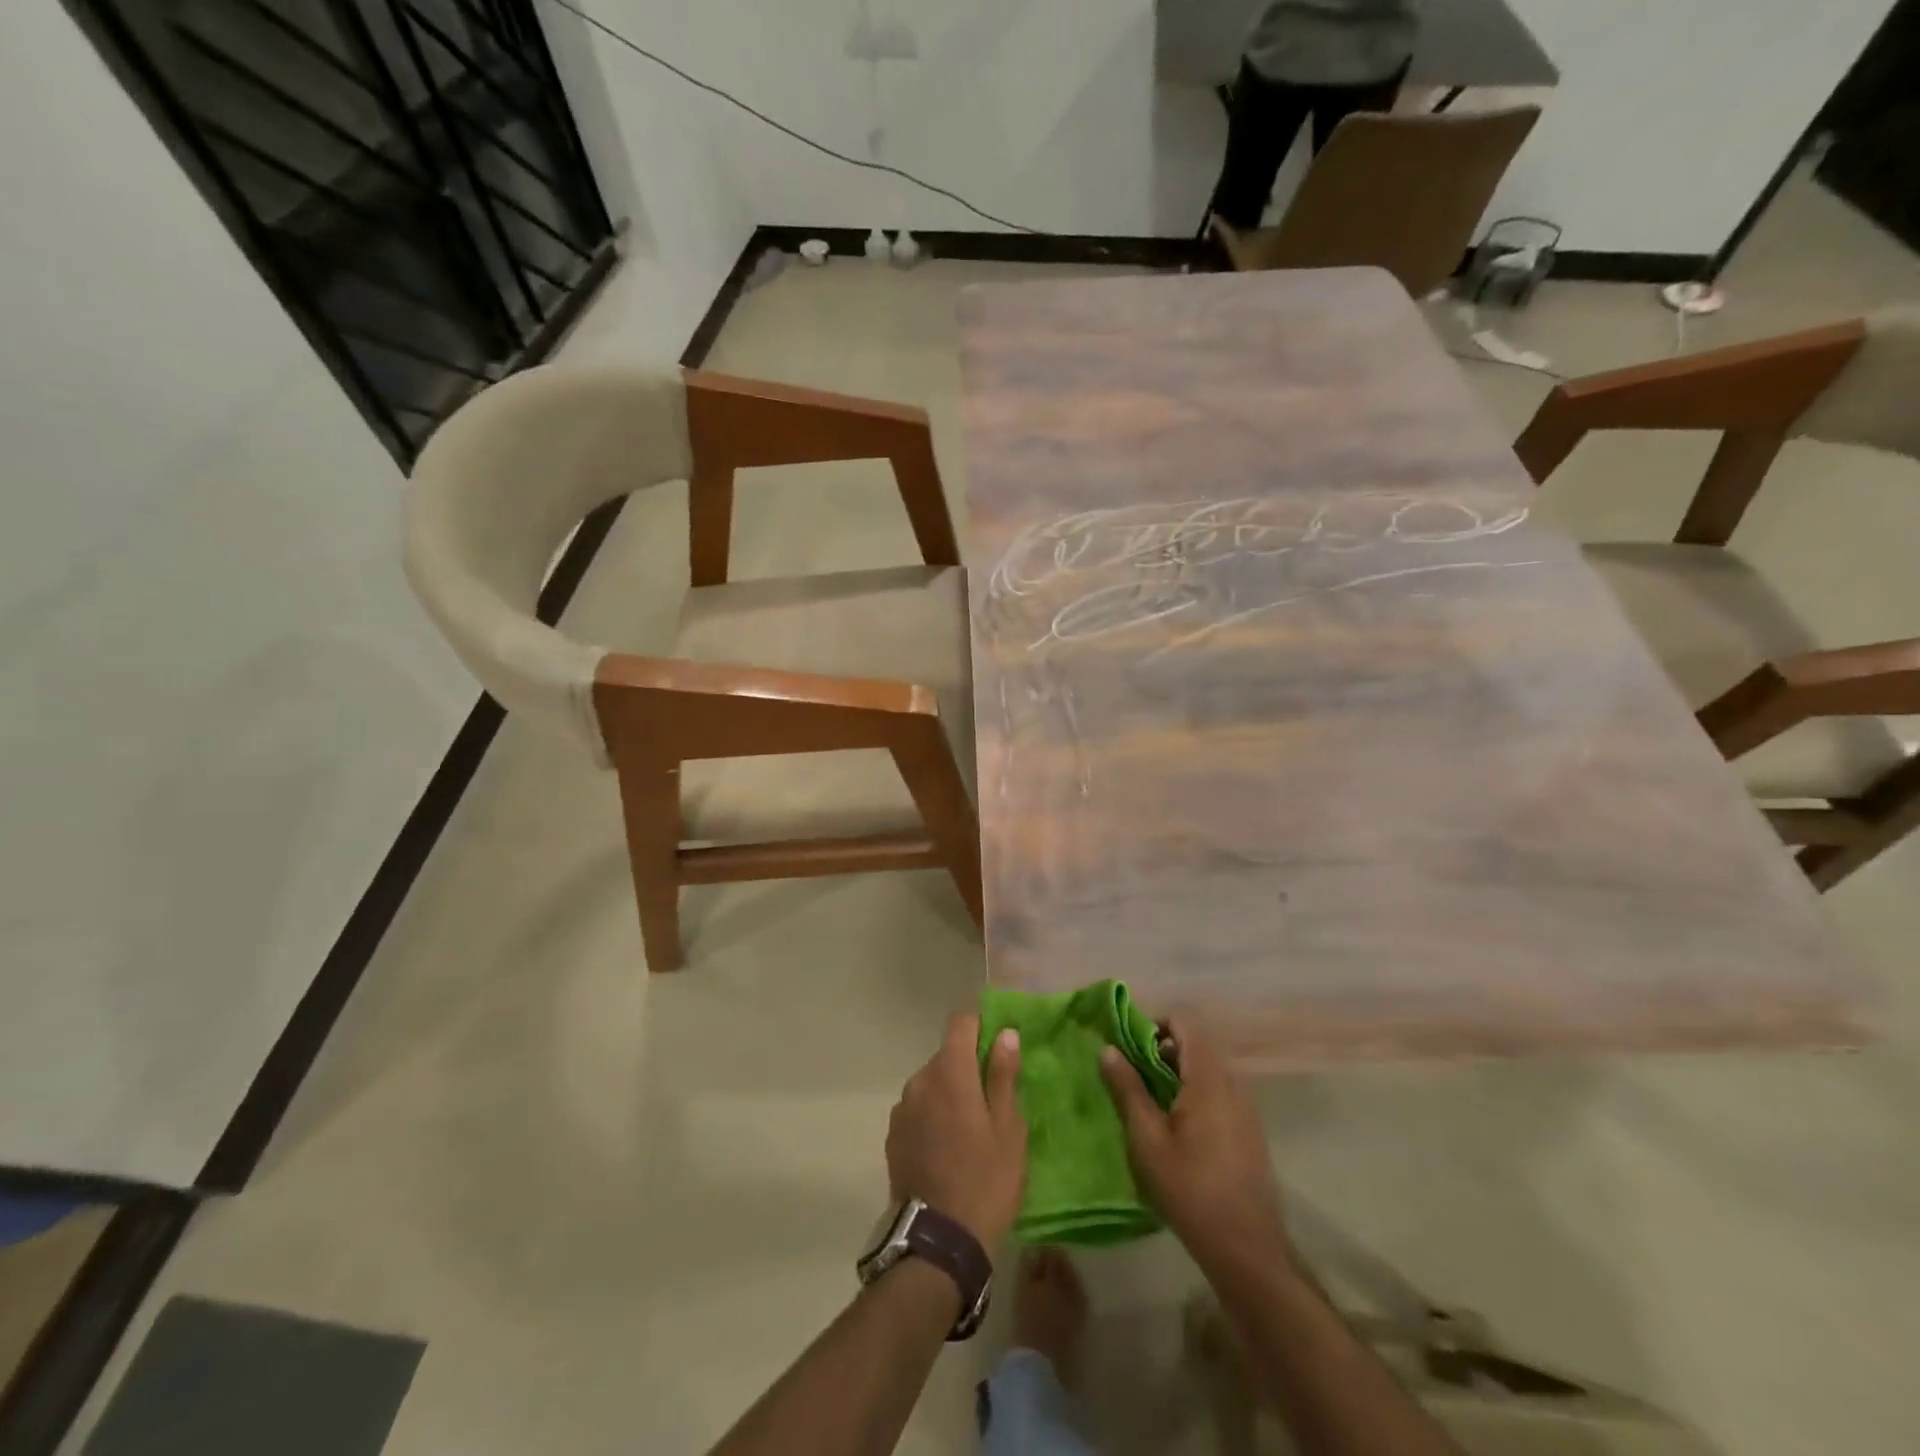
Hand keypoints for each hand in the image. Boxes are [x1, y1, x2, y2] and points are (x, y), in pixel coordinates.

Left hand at [887, 1014, 1026, 1252]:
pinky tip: (947, 1149)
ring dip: (949, 1094)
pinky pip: (918, 1110)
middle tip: (992, 1101)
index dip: (981, 1028)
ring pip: (931, 1084)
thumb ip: (1003, 1076)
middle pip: (946, 1056)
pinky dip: (932, 1116)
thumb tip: (1005, 1034)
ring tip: (970, 1131)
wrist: (938, 1244)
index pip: (961, 1024)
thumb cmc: (985, 1181)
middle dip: (968, 1067)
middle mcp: (920, 1081)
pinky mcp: (893, 1136)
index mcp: (950, 1072)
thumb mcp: (1008, 1129)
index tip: (999, 1049)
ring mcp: (902, 1109)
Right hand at [1100, 1016, 1291, 1279]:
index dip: (1155, 1024)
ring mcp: (1246, 1107)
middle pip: (1197, 1043)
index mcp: (1209, 1079)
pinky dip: (1196, 1091)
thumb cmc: (1190, 1190)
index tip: (1131, 1048)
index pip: (1185, 1022)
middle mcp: (1233, 1083)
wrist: (1246, 1249)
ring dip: (1179, 1072)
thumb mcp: (1148, 1139)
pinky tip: (1179, 1127)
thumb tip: (1108, 1048)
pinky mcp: (1250, 1129)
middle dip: (1163, 1050)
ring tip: (1151, 1103)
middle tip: (1134, 1076)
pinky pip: (1220, 1091)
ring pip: (1209, 1068)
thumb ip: (1128, 1088)